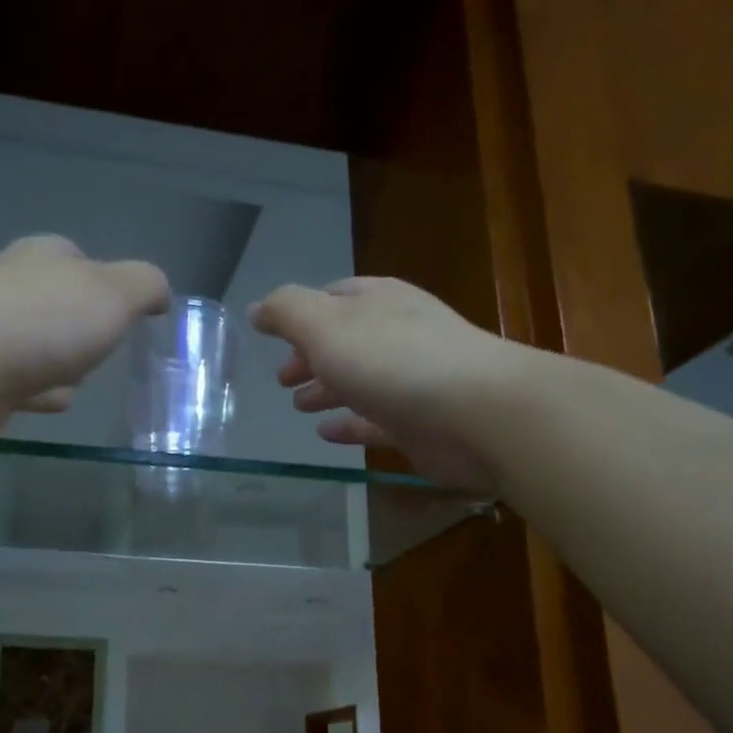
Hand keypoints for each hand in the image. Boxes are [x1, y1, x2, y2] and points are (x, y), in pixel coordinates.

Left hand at [0, 235, 170, 438]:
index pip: (83, 261)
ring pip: (42, 345)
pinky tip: (55, 401)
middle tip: (103, 351)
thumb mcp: (117, 293)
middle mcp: (15, 284)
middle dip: (83, 329)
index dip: (109, 287)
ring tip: (79, 381)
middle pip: (62, 306)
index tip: (125, 317)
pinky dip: (41, 390)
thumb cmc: (49, 320)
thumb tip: (160, 294)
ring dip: (62, 363)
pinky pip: (24, 380)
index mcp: (46, 255)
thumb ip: (147, 286)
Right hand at [249, 276, 518, 490]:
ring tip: (298, 407)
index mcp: (377, 302)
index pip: (332, 298)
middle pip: (345, 342)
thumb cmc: (393, 360)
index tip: (272, 337)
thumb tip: (257, 308)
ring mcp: (412, 380)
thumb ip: (287, 313)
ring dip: (327, 390)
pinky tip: (327, 434)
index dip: (300, 316)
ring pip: (360, 381)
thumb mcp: (326, 326)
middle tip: (281, 380)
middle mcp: (397, 334)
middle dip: (311, 357)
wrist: (475, 412)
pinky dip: (350, 425)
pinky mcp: (420, 423)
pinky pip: (375, 421)